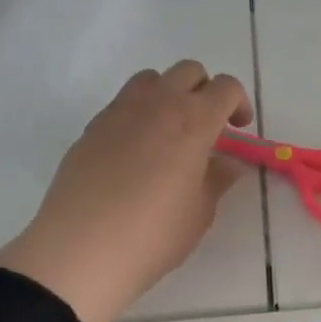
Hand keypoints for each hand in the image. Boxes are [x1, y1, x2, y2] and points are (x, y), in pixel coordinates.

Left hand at [0, 61, 251, 321]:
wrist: (81, 250)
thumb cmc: (154, 234)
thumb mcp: (200, 212)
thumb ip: (217, 179)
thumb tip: (227, 163)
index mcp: (193, 121)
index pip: (226, 88)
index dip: (239, 103)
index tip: (238, 130)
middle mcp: (157, 104)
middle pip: (189, 72)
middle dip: (205, 91)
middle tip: (208, 128)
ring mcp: (119, 112)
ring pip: (152, 79)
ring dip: (169, 94)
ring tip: (170, 133)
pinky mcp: (91, 128)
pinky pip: (123, 104)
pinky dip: (139, 114)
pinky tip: (137, 153)